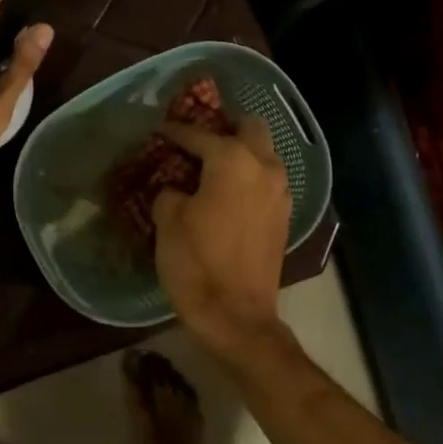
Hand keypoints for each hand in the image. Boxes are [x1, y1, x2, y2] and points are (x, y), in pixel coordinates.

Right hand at [152, 117, 293, 364]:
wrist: (236, 317)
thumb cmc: (196, 262)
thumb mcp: (168, 220)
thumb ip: (171, 190)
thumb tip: (177, 187)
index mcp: (233, 160)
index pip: (200, 134)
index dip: (175, 132)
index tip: (159, 130)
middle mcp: (264, 167)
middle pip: (250, 128)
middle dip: (225, 127)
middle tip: (198, 137)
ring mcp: (280, 193)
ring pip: (264, 154)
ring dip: (241, 151)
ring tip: (211, 164)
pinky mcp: (283, 217)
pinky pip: (267, 180)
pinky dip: (249, 176)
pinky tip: (226, 191)